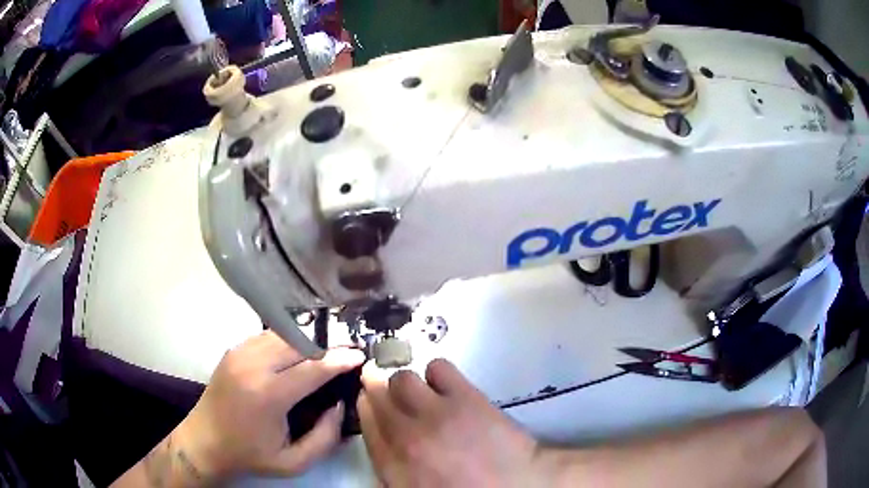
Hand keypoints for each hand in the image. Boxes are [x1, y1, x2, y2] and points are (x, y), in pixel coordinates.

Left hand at [172, 331, 364, 479]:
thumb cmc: (250, 455)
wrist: (204, 441)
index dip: (339, 359)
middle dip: (327, 345)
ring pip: (283, 334)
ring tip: (325, 352)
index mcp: (268, 395)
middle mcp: (253, 365)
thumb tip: (339, 404)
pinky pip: (267, 337)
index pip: (312, 367)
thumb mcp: (293, 462)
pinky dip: (288, 341)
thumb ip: (325, 437)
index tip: (360, 355)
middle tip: (346, 352)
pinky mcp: (233, 349)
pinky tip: (297, 353)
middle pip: (299, 343)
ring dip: (308, 340)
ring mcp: (240, 353)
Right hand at [357, 358, 550, 486]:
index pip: (367, 423)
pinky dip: (437, 372)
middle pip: (378, 395)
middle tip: (387, 386)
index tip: (369, 399)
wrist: (519, 485)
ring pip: (403, 378)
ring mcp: (435, 414)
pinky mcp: (464, 397)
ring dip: (407, 382)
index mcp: (393, 465)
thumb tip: (385, 447)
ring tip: (421, 390)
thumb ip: (394, 470)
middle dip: (379, 388)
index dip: (366, 405)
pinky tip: (446, 384)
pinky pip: (437, 367)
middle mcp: (405, 436)